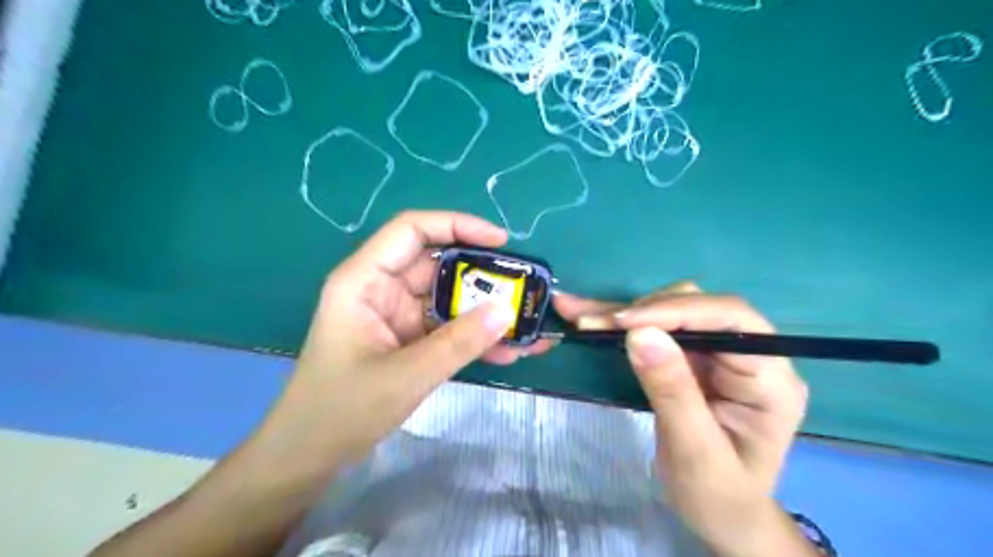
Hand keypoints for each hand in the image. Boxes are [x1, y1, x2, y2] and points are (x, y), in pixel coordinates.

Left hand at [253, 212, 549, 476]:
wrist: (309, 456)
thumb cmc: (342, 410)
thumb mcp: (406, 375)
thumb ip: (459, 342)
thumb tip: (506, 310)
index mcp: (365, 280)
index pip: (412, 231)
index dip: (457, 225)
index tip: (500, 242)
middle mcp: (382, 290)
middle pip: (438, 265)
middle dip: (483, 275)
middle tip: (524, 288)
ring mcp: (397, 316)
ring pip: (448, 299)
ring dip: (484, 312)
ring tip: (525, 324)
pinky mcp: (409, 341)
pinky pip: (448, 329)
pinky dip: (475, 338)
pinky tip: (507, 352)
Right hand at [556, 282, 810, 556]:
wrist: (720, 516)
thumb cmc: (718, 495)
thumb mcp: (695, 453)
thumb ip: (673, 392)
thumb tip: (640, 333)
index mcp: (770, 378)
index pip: (732, 320)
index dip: (678, 311)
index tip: (625, 322)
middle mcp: (749, 355)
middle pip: (697, 308)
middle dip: (643, 311)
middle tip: (593, 322)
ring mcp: (719, 354)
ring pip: (671, 312)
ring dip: (624, 313)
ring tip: (580, 315)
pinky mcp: (693, 358)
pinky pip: (655, 331)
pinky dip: (620, 325)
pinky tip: (588, 315)